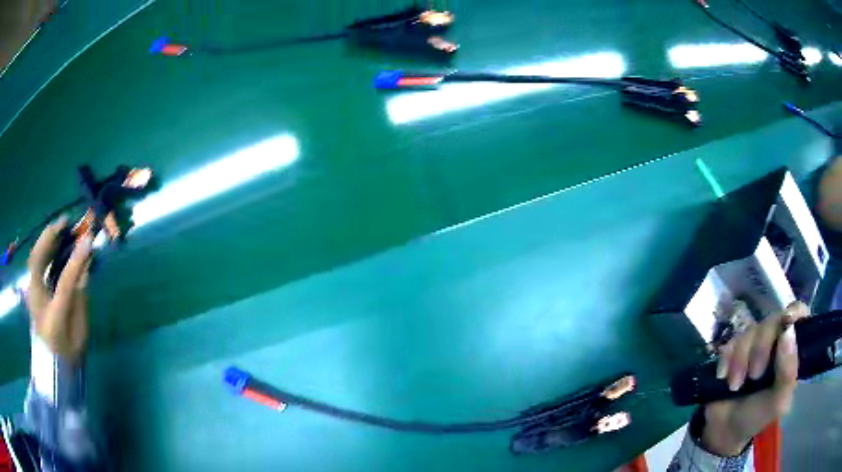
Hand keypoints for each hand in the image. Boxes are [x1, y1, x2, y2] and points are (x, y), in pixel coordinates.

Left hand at [26, 217, 92, 362]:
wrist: (51, 367)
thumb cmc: (68, 354)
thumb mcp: (80, 334)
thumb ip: (80, 300)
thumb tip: (85, 268)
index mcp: (53, 319)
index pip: (64, 284)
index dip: (76, 260)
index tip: (89, 239)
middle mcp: (38, 302)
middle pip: (37, 263)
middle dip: (50, 238)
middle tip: (65, 223)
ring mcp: (31, 294)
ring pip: (33, 258)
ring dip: (46, 240)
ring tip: (60, 228)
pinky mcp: (31, 290)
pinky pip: (35, 263)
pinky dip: (43, 248)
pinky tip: (52, 243)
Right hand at [700, 302, 806, 456]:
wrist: (723, 431)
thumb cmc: (757, 418)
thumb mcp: (777, 403)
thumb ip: (788, 372)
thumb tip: (788, 330)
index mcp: (790, 350)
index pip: (799, 314)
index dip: (794, 313)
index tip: (785, 324)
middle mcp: (775, 341)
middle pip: (772, 320)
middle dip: (761, 348)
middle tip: (754, 375)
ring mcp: (754, 345)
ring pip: (750, 331)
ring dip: (740, 360)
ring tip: (735, 385)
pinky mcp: (733, 350)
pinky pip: (730, 341)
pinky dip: (726, 360)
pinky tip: (723, 378)